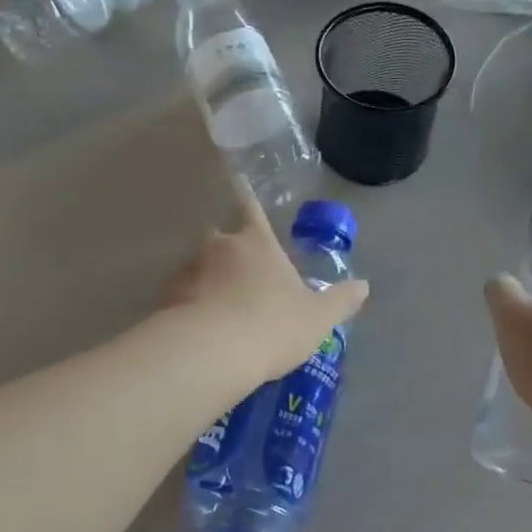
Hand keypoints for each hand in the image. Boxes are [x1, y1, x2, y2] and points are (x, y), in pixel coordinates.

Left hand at [163, 184, 368, 389]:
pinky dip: (190, 306)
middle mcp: (220, 247)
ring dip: (207, 280)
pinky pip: (182, 297)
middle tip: (239, 272)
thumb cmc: (273, 324)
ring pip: (199, 267)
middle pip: (219, 237)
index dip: (247, 194)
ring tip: (219, 308)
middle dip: (227, 248)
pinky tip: (201, 330)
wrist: (211, 353)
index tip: (237, 178)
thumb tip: (363, 286)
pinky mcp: (167, 300)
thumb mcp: (317, 317)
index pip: (251, 208)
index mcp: (257, 242)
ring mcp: (189, 272)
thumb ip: (340, 300)